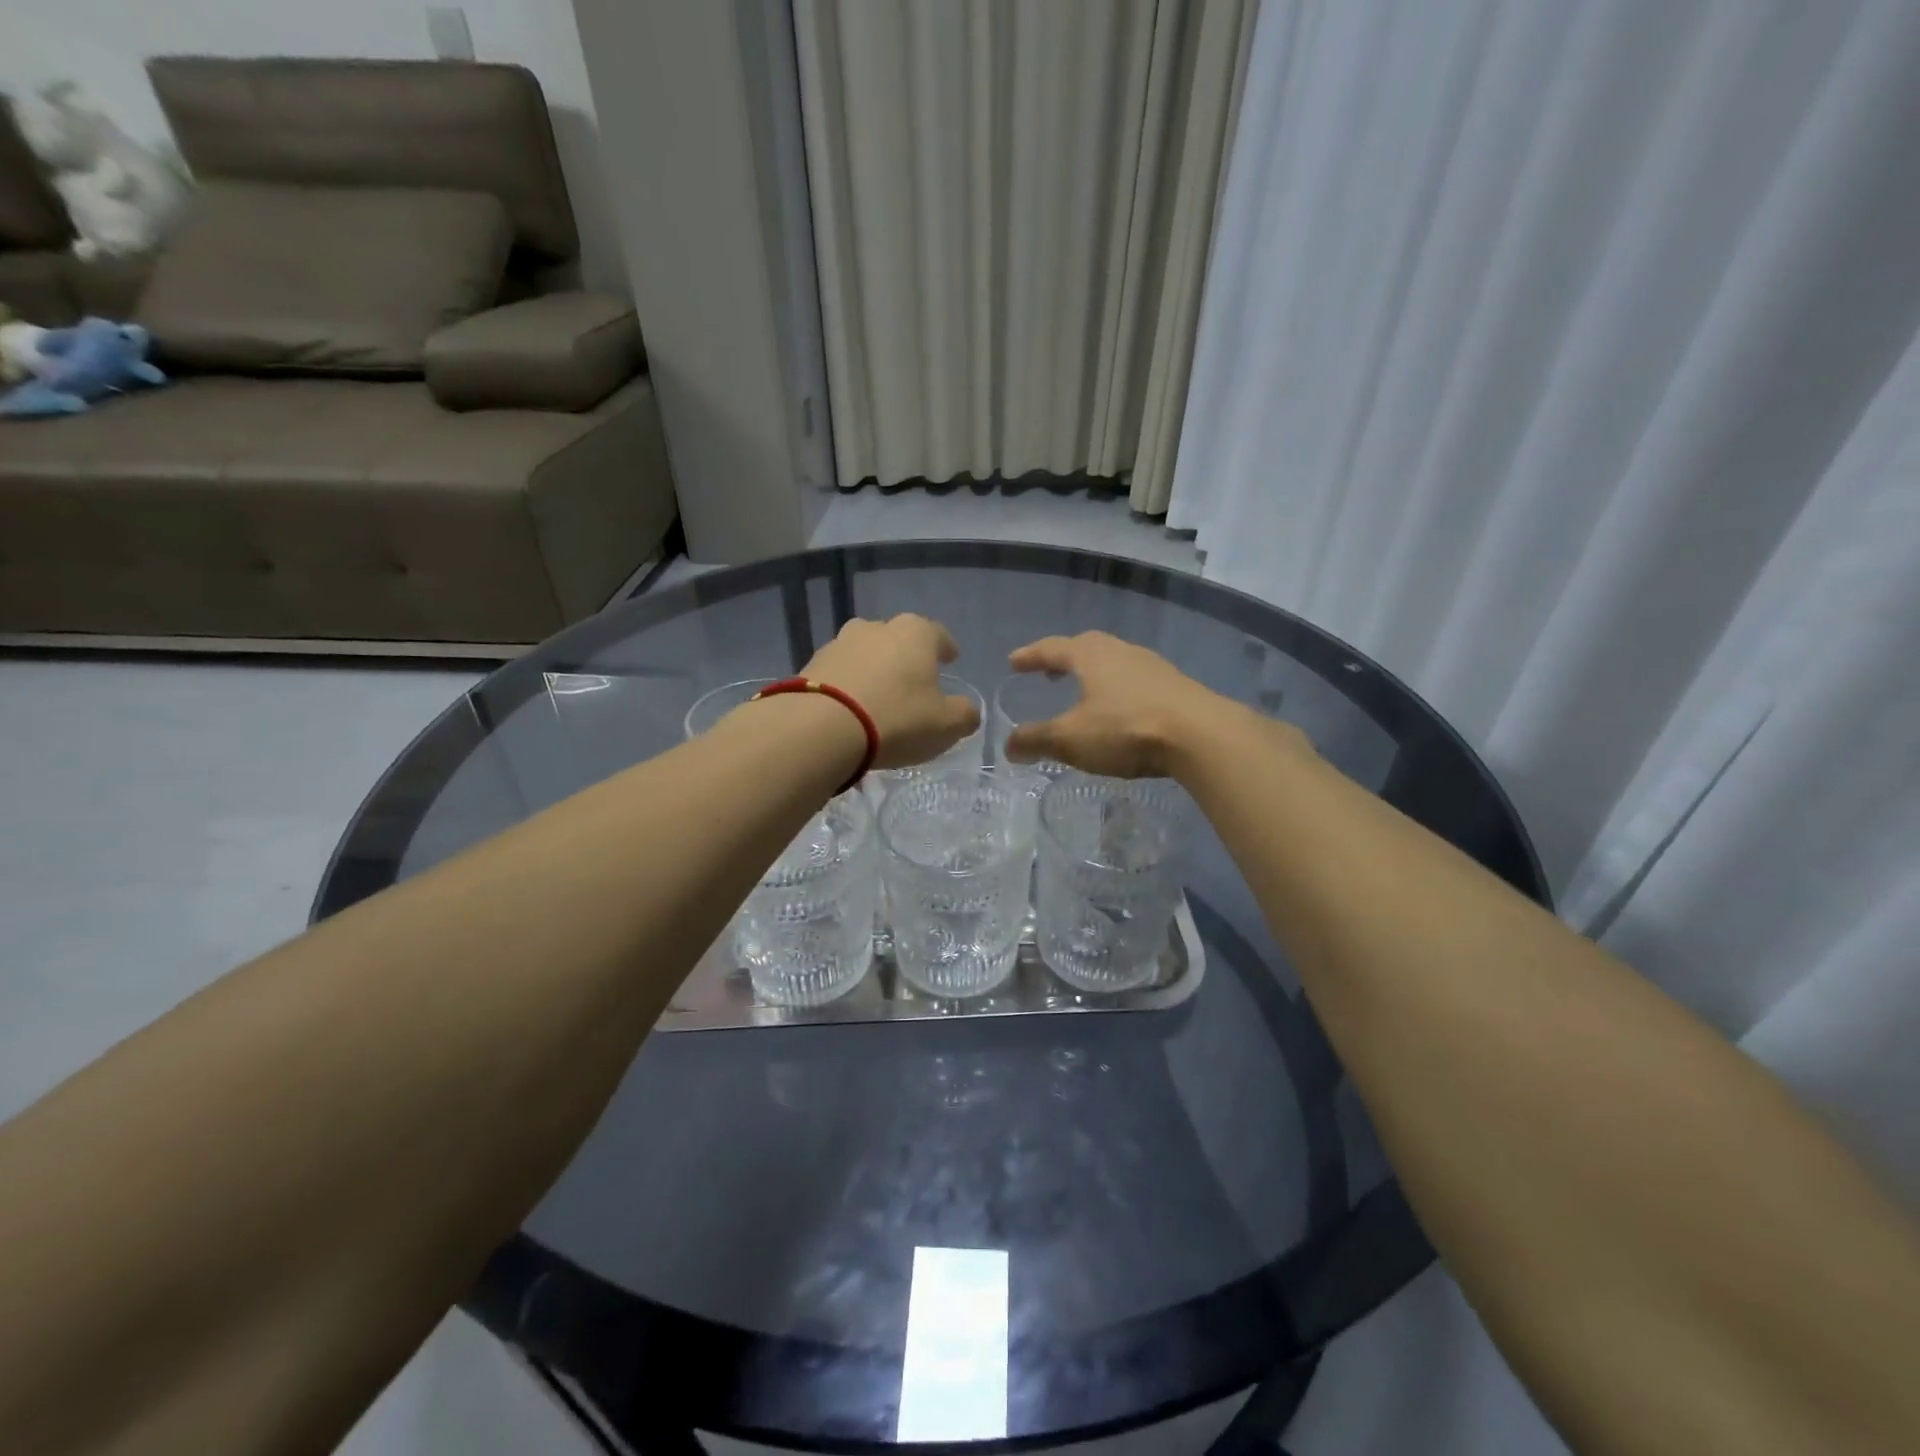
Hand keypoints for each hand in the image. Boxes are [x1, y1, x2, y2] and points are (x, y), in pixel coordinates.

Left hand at [802, 615, 980, 769]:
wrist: (821, 728)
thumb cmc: (897, 719)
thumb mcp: (946, 725)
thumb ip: (964, 714)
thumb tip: (967, 710)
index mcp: (915, 633)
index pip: (938, 634)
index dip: (946, 648)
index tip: (951, 659)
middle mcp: (877, 628)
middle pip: (898, 638)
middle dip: (906, 656)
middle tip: (913, 679)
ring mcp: (839, 643)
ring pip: (865, 652)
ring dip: (874, 668)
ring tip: (878, 693)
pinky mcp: (812, 665)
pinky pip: (840, 672)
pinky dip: (848, 684)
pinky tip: (850, 706)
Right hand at [1002, 632, 1228, 777]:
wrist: (1201, 736)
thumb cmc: (1126, 729)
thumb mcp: (1071, 739)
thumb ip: (1037, 740)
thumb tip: (1009, 746)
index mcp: (1090, 655)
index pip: (1052, 648)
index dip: (1030, 656)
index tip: (1013, 662)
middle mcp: (1120, 651)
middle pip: (1086, 647)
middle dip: (1064, 659)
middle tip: (1049, 673)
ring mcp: (1152, 666)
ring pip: (1114, 662)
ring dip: (1094, 674)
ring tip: (1084, 692)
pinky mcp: (1175, 686)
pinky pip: (1135, 680)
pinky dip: (1118, 689)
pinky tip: (1120, 710)